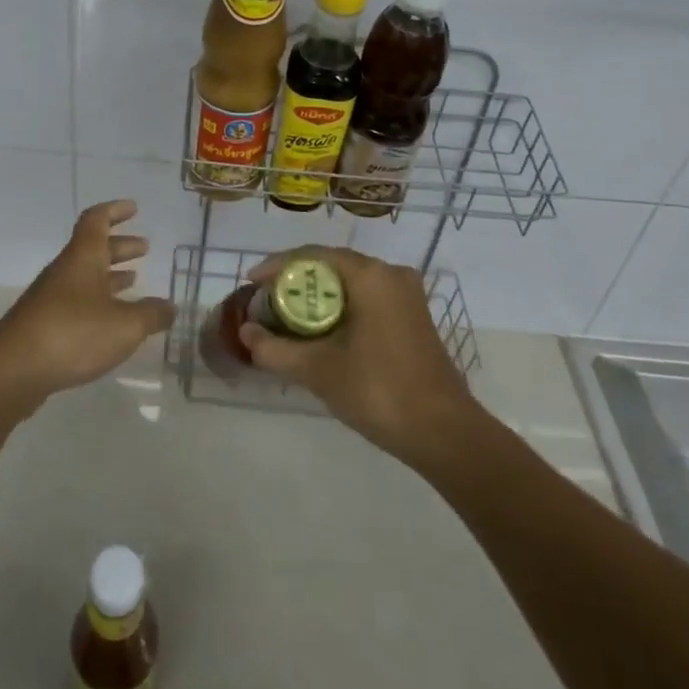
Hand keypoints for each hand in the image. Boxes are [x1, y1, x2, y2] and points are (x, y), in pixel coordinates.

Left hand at [0, 200, 174, 412]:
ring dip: (110, 274)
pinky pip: (77, 301)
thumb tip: (170, 307)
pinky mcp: (45, 325)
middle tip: (144, 248)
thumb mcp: (125, 325)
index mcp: (83, 258)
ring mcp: (51, 298)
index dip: (115, 211)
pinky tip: (112, 321)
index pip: (97, 220)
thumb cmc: (73, 334)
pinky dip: (98, 301)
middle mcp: (65, 271)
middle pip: (93, 248)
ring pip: (85, 276)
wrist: (12, 371)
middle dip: (120, 246)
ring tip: (134, 281)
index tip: (134, 209)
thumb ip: (151, 315)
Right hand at [239, 247, 478, 463]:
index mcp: (370, 275)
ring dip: (318, 296)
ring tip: (287, 316)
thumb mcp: (318, 369)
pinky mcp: (413, 317)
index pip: (312, 255)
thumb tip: (245, 333)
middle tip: (266, 301)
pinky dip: (340, 308)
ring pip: (351, 283)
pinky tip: (321, 331)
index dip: (277, 266)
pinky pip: (367, 298)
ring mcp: (406, 295)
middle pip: (332, 266)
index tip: (251, 283)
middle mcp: (391, 274)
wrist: (443, 432)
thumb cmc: (378, 390)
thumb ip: (275, 349)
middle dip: (296, 282)